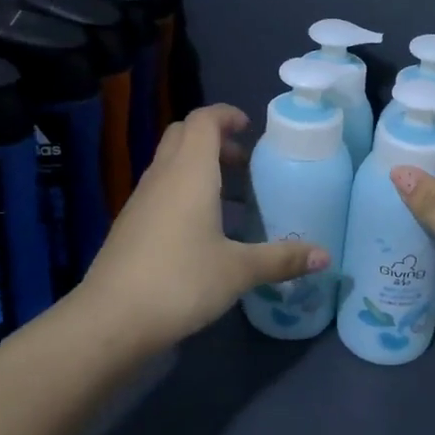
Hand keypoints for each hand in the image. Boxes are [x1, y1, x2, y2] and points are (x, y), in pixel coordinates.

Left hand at [76, 104, 326, 351]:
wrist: (110, 319)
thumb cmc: (180, 282)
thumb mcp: (238, 270)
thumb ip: (281, 259)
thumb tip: (324, 257)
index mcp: (190, 172)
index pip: (203, 120)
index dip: (226, 115)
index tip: (250, 128)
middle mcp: (162, 176)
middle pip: (183, 135)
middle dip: (214, 139)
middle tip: (243, 163)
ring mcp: (140, 200)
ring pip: (169, 163)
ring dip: (198, 166)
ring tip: (230, 199)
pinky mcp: (130, 225)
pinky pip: (160, 189)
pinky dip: (183, 191)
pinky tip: (202, 230)